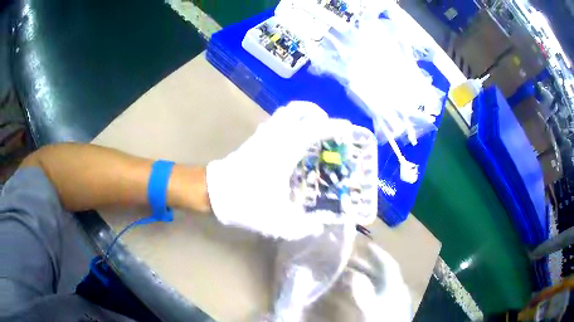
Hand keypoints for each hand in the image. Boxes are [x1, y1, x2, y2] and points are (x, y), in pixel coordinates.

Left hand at [206, 101, 336, 239]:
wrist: (212, 193)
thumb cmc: (244, 202)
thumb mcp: (277, 221)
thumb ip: (302, 227)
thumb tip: (318, 225)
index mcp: (285, 150)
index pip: (314, 128)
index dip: (334, 126)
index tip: (347, 129)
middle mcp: (275, 136)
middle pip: (298, 110)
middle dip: (317, 113)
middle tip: (328, 128)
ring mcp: (263, 135)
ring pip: (286, 113)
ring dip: (303, 117)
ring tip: (315, 133)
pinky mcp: (254, 140)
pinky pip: (276, 123)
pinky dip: (290, 124)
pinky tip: (295, 143)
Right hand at [348, 243, 411, 320]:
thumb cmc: (381, 320)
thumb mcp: (370, 307)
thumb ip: (363, 291)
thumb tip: (354, 274)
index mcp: (394, 284)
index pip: (387, 263)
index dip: (377, 253)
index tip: (364, 244)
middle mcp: (395, 287)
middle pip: (381, 272)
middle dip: (365, 264)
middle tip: (348, 259)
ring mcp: (393, 297)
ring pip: (378, 281)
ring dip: (364, 275)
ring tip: (348, 273)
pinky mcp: (388, 307)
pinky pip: (376, 291)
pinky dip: (366, 286)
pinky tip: (357, 290)